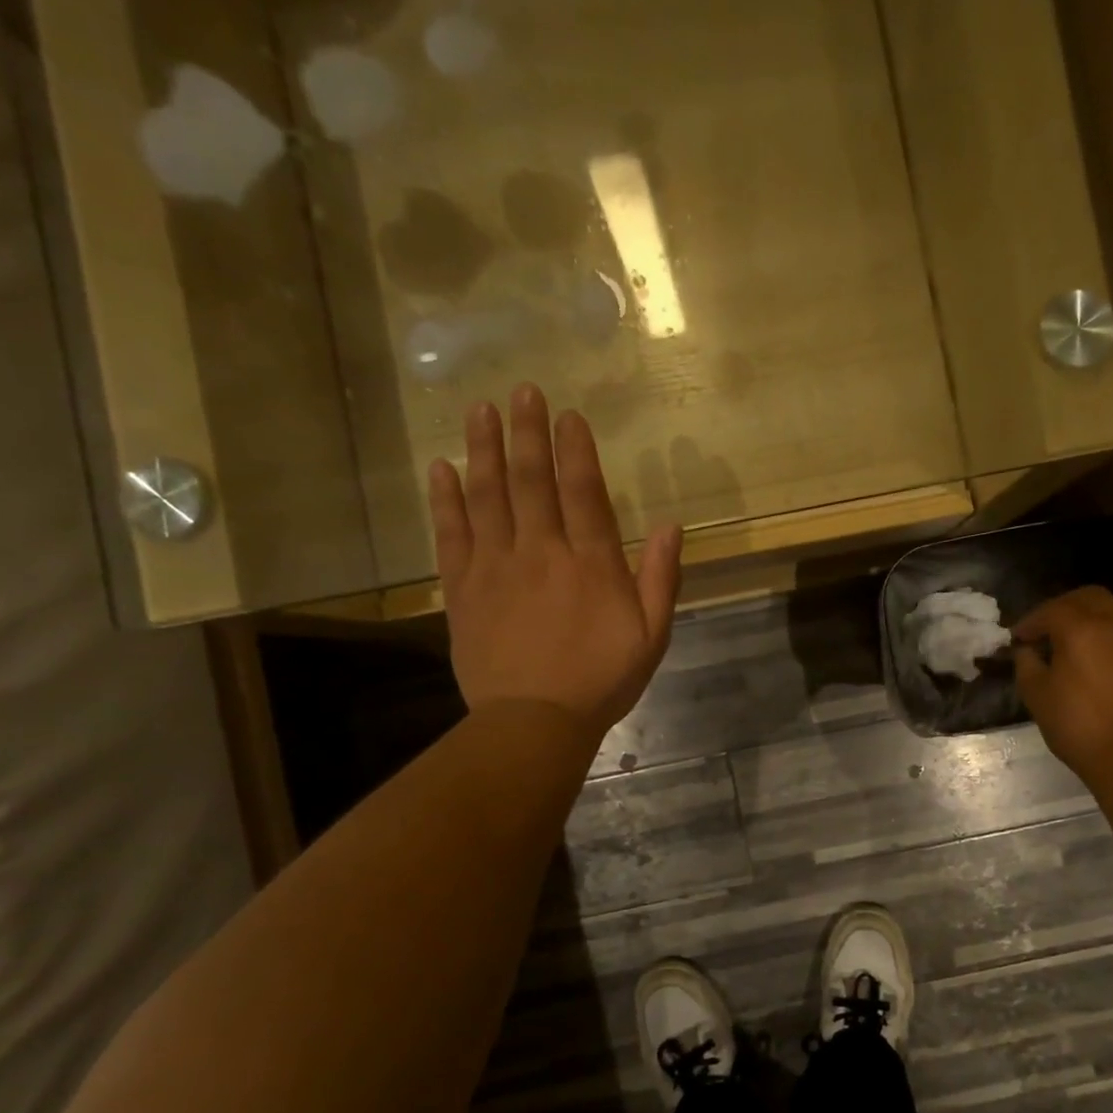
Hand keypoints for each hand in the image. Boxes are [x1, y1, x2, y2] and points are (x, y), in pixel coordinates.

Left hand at [427, 384, 682, 741]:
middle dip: (526, 432)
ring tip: (479, 410)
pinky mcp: (463, 588)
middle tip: (521, 391)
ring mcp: (496, 567)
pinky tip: (440, 468)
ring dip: (483, 449)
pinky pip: (451, 533)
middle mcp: (541, 552)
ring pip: (487, 495)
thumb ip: (661, 579)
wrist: (534, 721)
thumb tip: (671, 526)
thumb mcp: (651, 636)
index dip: (575, 449)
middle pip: (530, 481)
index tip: (567, 414)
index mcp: (590, 563)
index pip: (583, 491)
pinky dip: (445, 498)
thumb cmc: (601, 680)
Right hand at [1014, 587, 1112, 782]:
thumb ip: (1027, 665)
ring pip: (1112, 613)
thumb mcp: (1037, 696)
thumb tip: (1027, 651)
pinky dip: (1106, 639)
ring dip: (1088, 620)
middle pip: (1088, 597)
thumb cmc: (1079, 725)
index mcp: (1080, 628)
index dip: (1030, 622)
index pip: (1050, 610)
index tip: (1017, 638)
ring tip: (1070, 646)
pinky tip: (1095, 664)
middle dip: (1063, 607)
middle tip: (1045, 629)